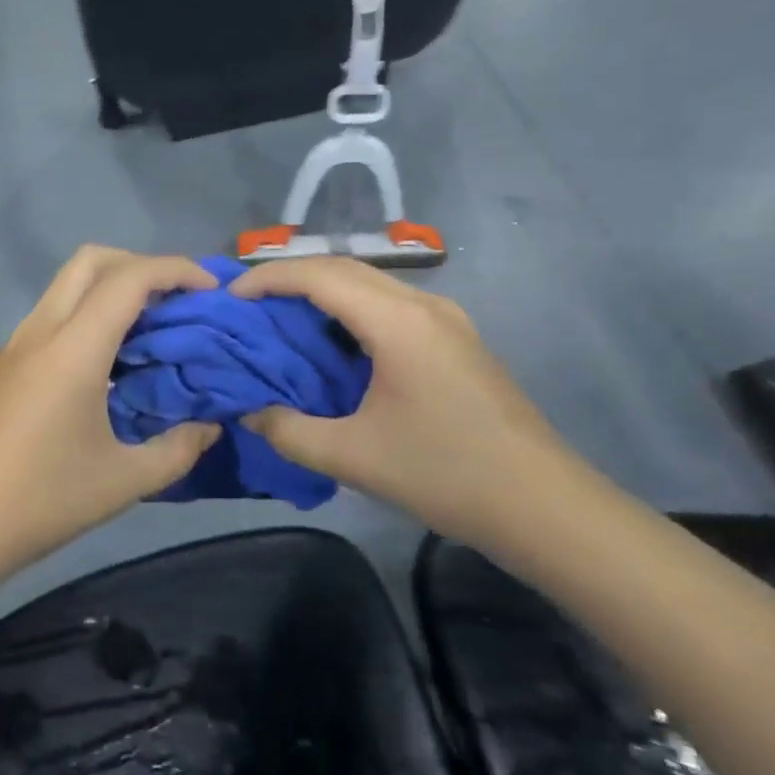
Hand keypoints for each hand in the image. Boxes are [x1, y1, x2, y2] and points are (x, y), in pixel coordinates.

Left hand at [0, 246, 220, 582]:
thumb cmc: (38, 503)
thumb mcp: (123, 483)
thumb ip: (178, 449)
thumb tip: (210, 427)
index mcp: (73, 349)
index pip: (129, 279)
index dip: (176, 269)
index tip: (210, 288)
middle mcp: (40, 331)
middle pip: (91, 260)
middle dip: (140, 264)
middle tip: (175, 300)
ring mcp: (14, 345)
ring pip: (66, 285)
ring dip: (110, 288)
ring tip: (147, 331)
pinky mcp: (0, 364)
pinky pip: (51, 315)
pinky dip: (86, 314)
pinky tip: (105, 365)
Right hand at [230, 258, 587, 547]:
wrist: (543, 505)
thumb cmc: (446, 473)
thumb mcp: (354, 457)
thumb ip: (290, 431)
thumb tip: (249, 412)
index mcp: (397, 321)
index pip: (320, 275)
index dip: (269, 277)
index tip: (231, 295)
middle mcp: (423, 304)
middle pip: (345, 269)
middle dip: (291, 277)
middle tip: (250, 303)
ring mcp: (446, 318)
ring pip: (371, 284)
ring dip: (324, 292)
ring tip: (283, 318)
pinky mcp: (457, 338)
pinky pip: (391, 305)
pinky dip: (352, 310)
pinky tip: (335, 344)